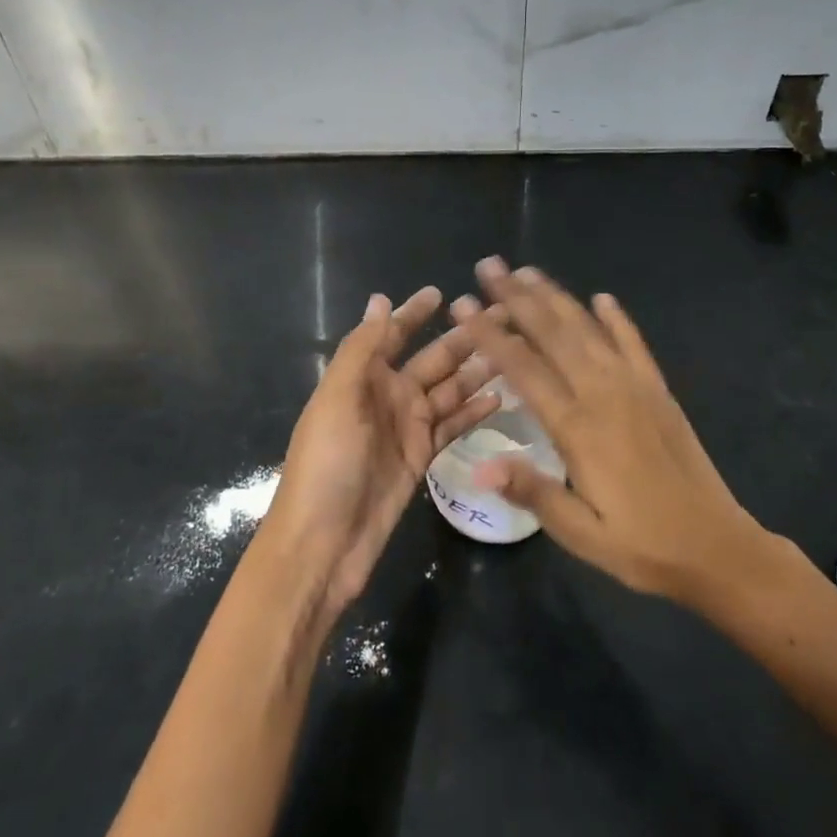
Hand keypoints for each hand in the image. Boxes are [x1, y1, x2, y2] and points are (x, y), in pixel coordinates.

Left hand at [257, 286, 499, 614]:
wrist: (323, 543)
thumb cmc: (326, 464)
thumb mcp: (338, 399)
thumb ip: (362, 349)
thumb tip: (380, 300)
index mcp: (363, 377)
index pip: (393, 335)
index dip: (414, 313)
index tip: (443, 293)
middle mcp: (387, 396)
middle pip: (432, 359)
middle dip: (462, 338)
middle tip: (502, 316)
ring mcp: (406, 427)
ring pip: (448, 390)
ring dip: (476, 371)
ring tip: (513, 352)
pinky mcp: (420, 457)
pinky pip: (451, 425)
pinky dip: (472, 411)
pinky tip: (500, 397)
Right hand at [455, 257, 778, 603]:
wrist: (716, 547)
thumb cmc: (641, 546)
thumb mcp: (581, 533)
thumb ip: (532, 491)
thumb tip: (479, 465)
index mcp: (577, 428)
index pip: (523, 368)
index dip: (490, 334)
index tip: (464, 304)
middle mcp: (604, 394)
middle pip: (553, 334)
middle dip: (517, 298)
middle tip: (489, 266)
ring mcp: (635, 387)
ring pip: (588, 330)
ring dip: (556, 297)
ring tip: (528, 271)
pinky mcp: (659, 391)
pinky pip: (634, 344)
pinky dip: (617, 319)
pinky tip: (602, 298)